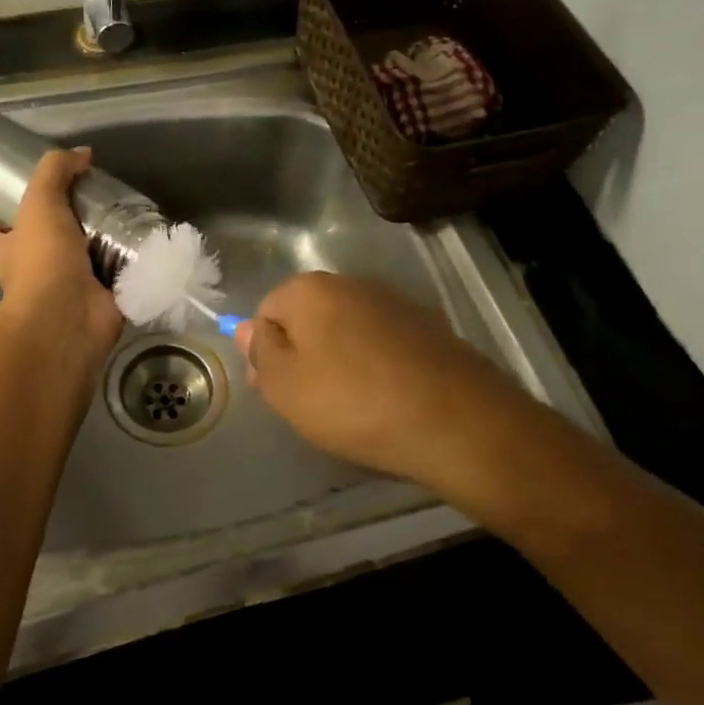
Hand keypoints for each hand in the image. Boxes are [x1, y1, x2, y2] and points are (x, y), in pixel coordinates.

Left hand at [0, 148, 124, 356]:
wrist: (68, 317)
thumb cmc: (42, 260)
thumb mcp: (41, 202)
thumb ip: (56, 172)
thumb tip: (82, 154)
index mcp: (10, 252)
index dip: (6, 221)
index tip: (31, 202)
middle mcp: (34, 274)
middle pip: (44, 249)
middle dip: (66, 233)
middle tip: (96, 207)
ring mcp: (68, 292)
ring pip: (84, 266)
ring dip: (104, 250)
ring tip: (130, 222)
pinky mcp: (101, 303)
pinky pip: (117, 282)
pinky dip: (131, 270)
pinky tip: (151, 251)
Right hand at [234, 272, 514, 489]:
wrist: (456, 421)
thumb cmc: (354, 403)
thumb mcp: (286, 386)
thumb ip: (260, 352)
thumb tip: (247, 328)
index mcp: (311, 290)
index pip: (267, 310)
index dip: (265, 351)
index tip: (277, 390)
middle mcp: (353, 283)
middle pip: (309, 317)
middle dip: (302, 354)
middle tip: (309, 402)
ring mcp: (396, 302)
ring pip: (347, 330)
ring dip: (339, 359)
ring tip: (350, 405)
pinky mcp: (430, 327)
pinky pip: (383, 343)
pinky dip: (376, 365)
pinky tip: (385, 398)